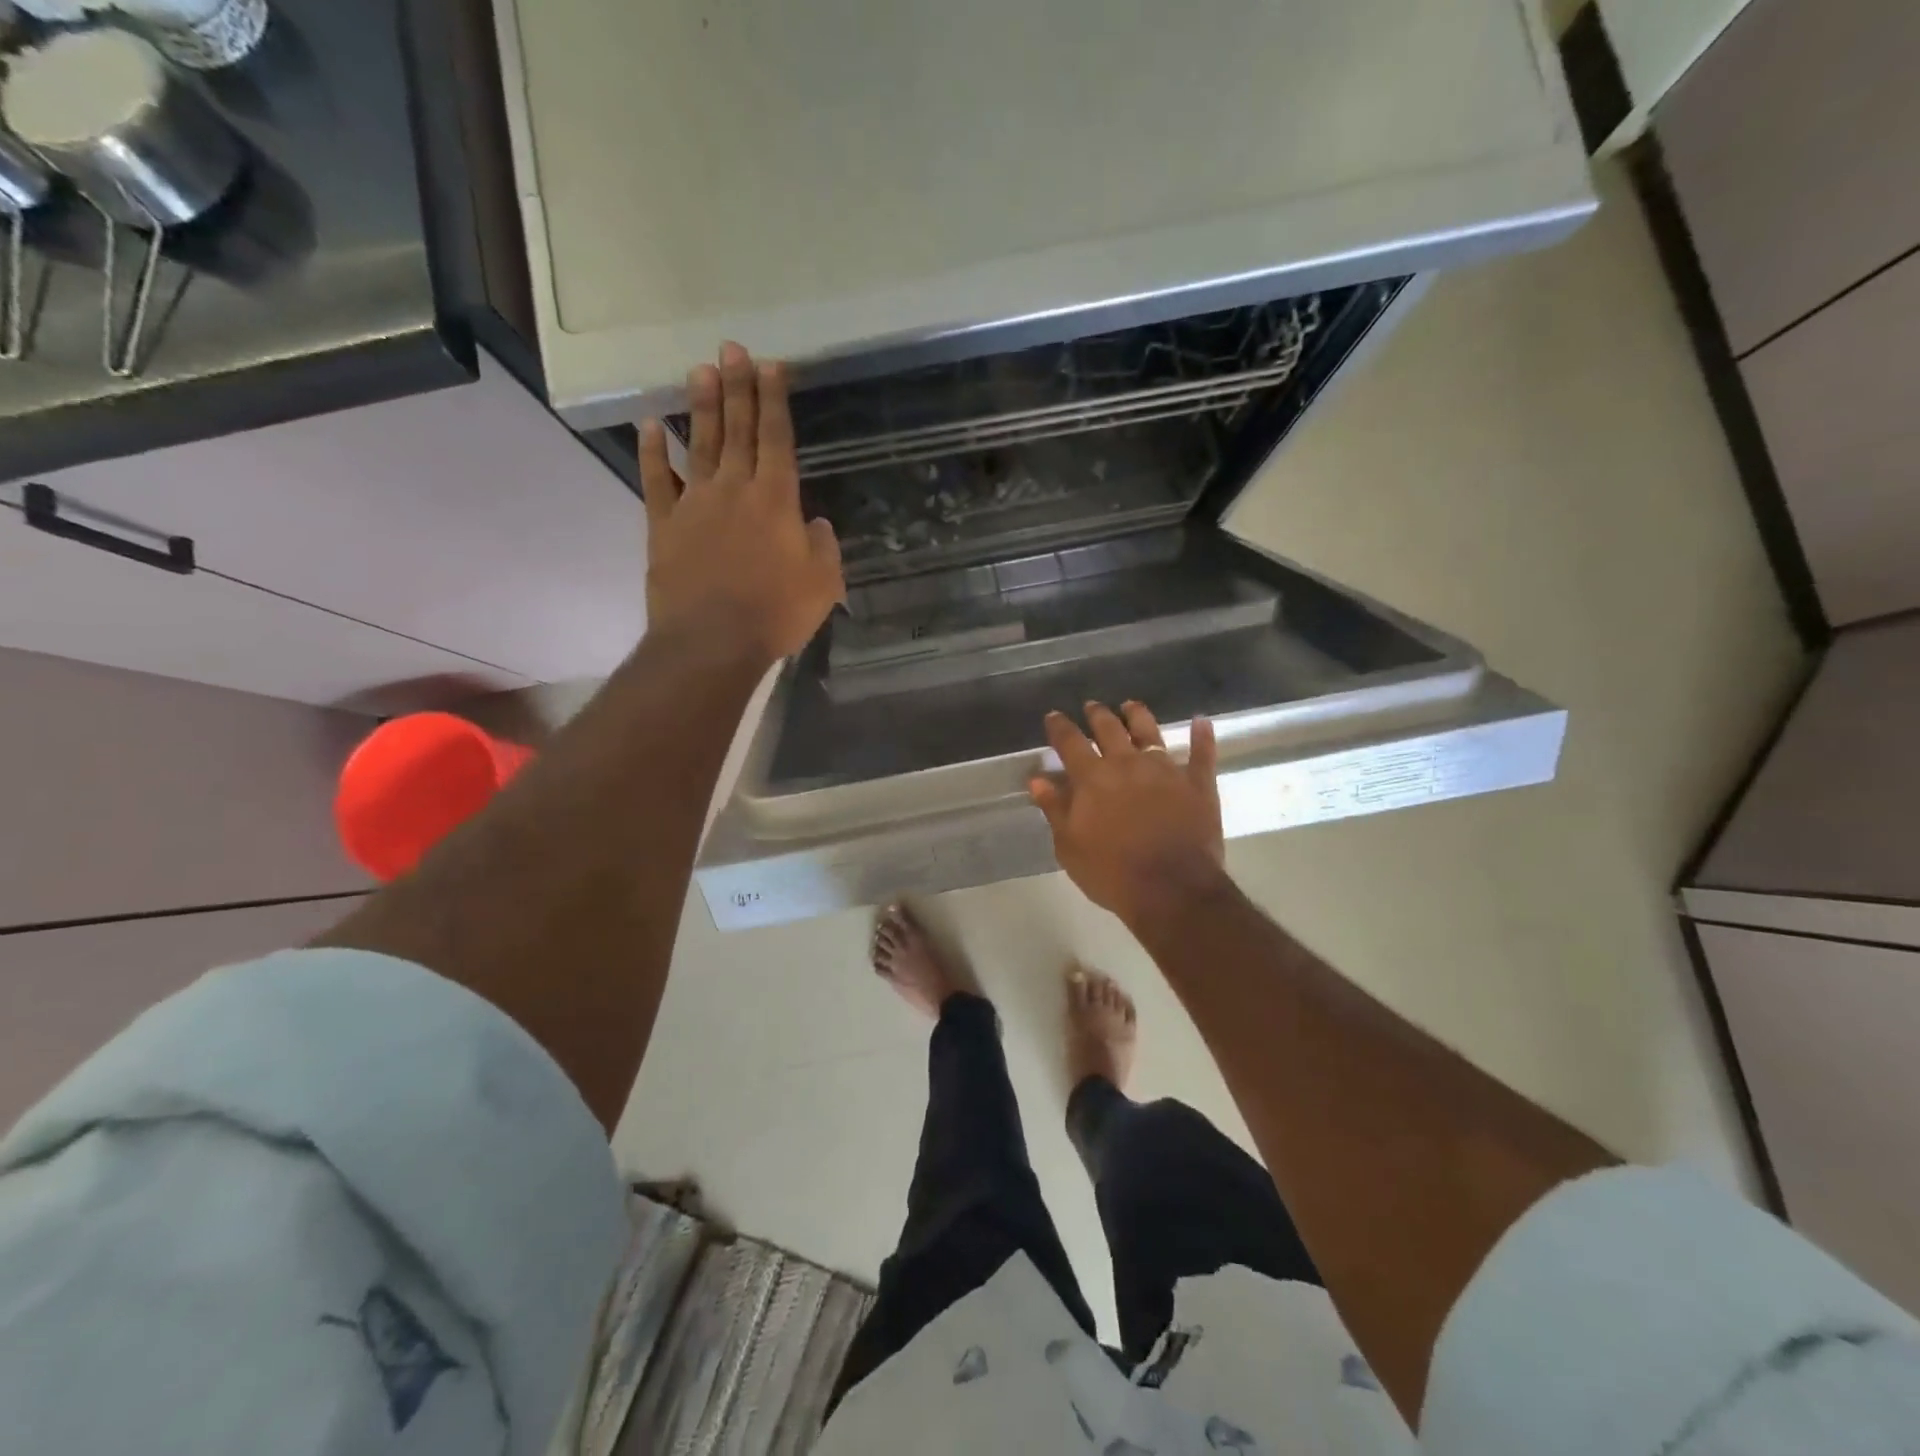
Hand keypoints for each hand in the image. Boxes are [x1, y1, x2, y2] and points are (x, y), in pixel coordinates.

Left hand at [640, 342, 844, 664]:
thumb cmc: (775, 614)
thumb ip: (824, 547)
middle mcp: (735, 489)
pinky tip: (649, 426)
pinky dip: (652, 452)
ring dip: (702, 407)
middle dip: (737, 387)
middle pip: (738, 430)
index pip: (777, 439)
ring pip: (699, 445)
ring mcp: (695, 504)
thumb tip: (816, 524)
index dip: (774, 400)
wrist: (712, 641)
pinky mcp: (664, 525)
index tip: (770, 365)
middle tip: (732, 347)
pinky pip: (656, 481)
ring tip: (700, 370)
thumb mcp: (822, 584)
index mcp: (776, 500)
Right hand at [1029, 701, 1227, 930]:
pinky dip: (1202, 736)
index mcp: (1092, 778)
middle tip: (1091, 706)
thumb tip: (1038, 778)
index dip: (1060, 727)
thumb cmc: (1112, 873)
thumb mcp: (1069, 846)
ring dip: (1137, 715)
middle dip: (1097, 714)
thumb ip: (1055, 809)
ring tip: (1130, 705)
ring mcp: (1165, 769)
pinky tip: (1202, 722)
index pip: (1070, 742)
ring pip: (1149, 731)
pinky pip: (1201, 753)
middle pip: (1109, 728)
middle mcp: (1127, 764)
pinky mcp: (1197, 783)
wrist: (1171, 890)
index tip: (1054, 715)